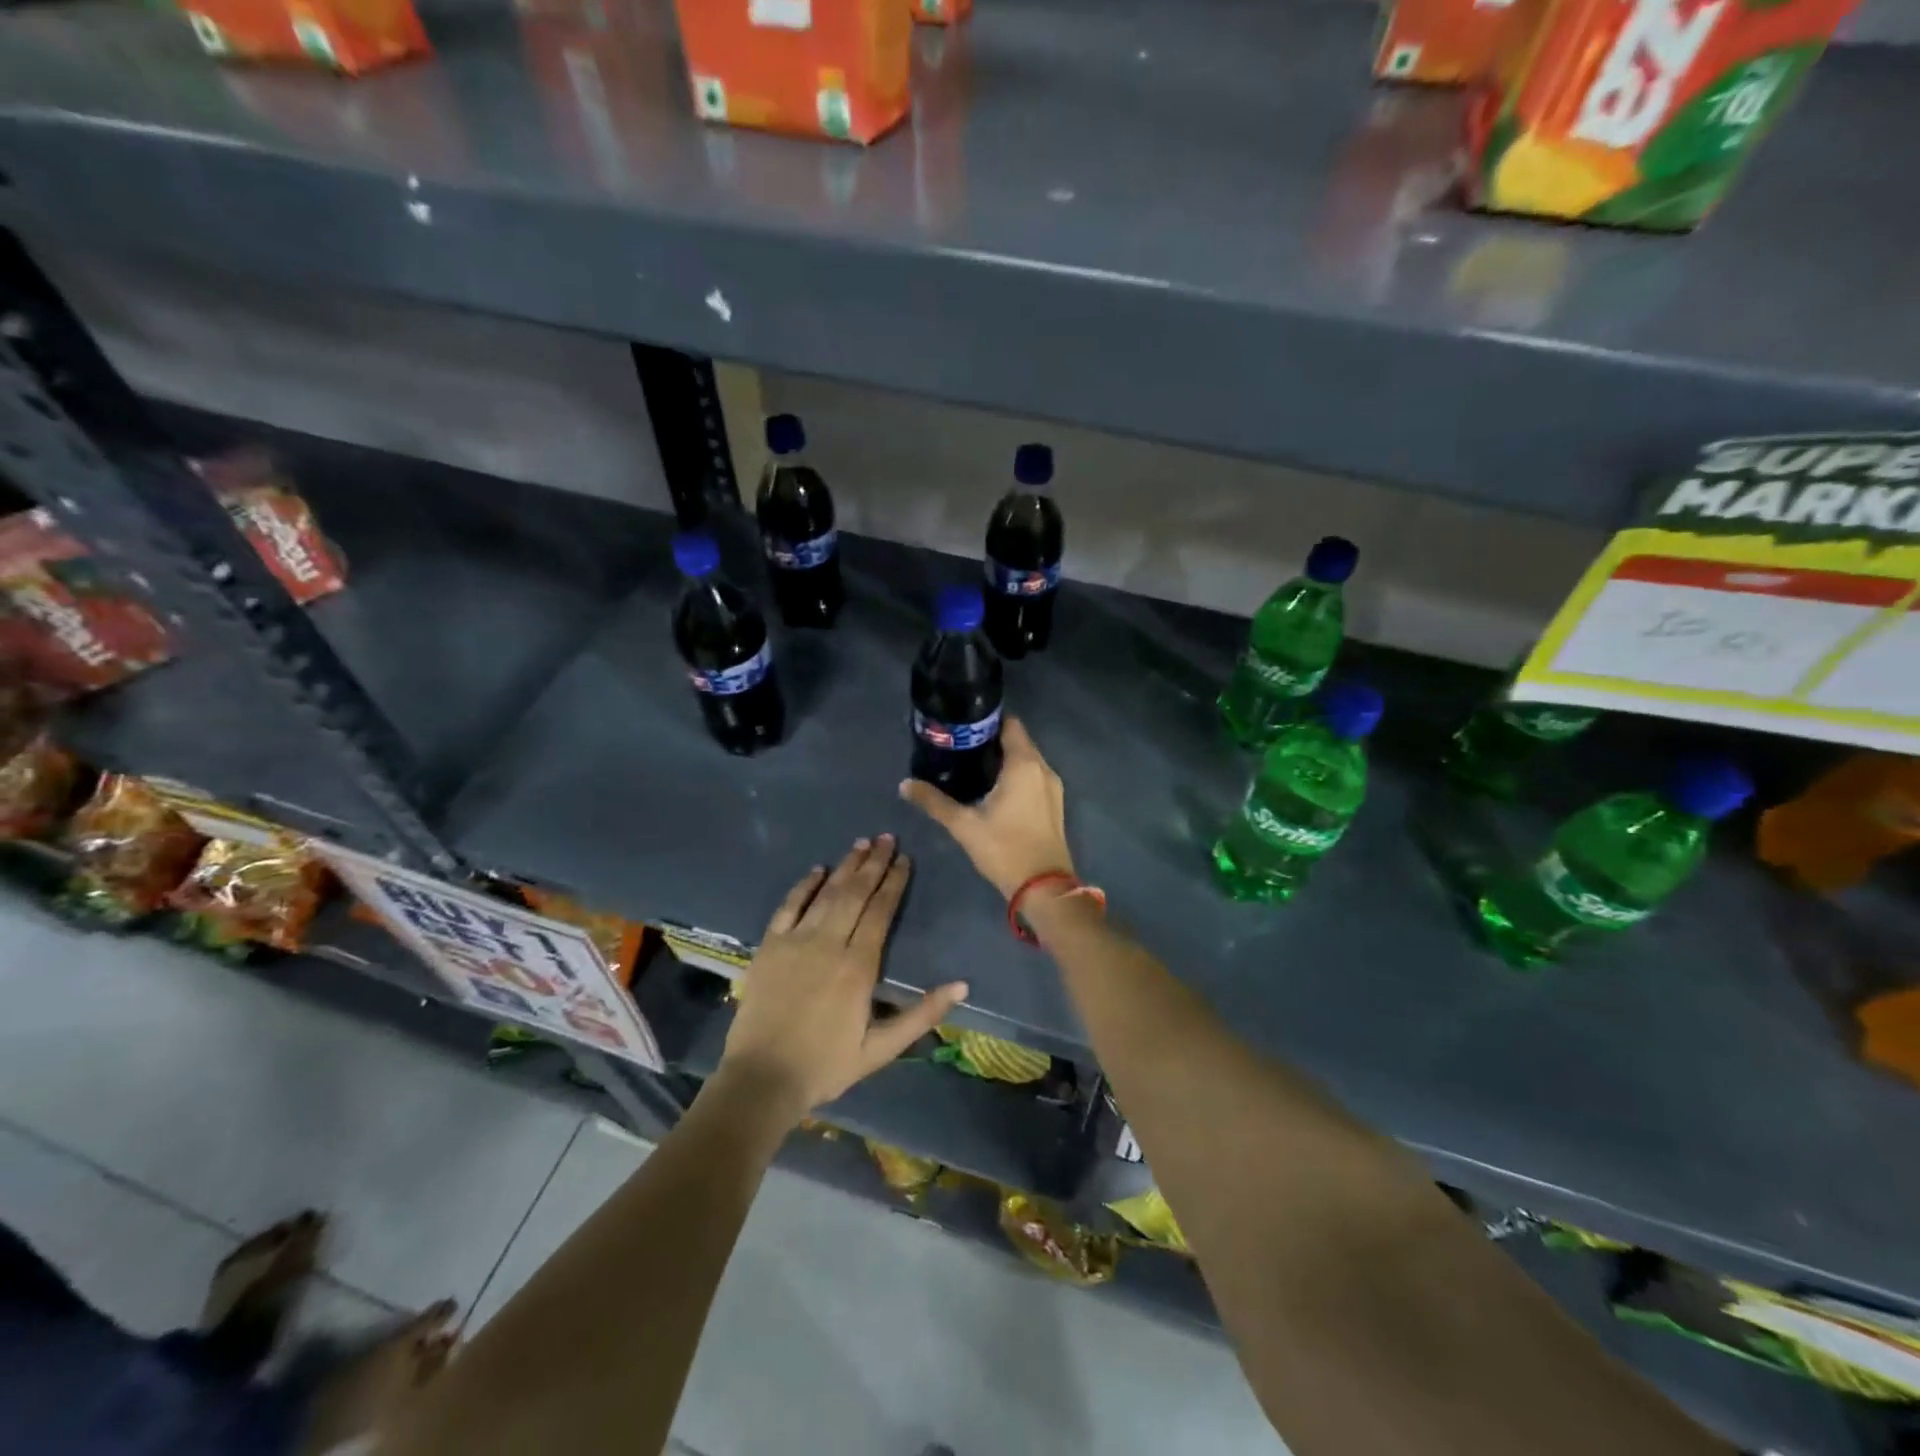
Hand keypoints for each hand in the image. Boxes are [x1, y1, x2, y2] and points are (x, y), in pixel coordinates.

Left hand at [719, 835, 967, 1122]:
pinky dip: (804, 885)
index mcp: (858, 966)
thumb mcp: (881, 1049)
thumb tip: (962, 985)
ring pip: (826, 893)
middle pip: (855, 893)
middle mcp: (828, 943)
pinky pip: (789, 906)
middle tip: (887, 838)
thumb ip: (922, 1014)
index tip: (904, 859)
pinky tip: (817, 870)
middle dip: (873, 864)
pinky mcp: (769, 946)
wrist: (762, 1079)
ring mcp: (795, 941)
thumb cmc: (826, 1065)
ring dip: (845, 866)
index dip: (893, 883)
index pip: (880, 912)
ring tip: (862, 843)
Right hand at [899, 717, 1073, 899]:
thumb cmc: (1004, 848)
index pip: (1010, 725)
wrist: (1044, 887)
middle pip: (1018, 741)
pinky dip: (1016, 776)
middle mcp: (1043, 768)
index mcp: (1024, 764)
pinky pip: (1034, 777)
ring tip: (973, 767)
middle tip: (961, 747)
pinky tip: (994, 790)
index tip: (964, 725)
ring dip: (1004, 760)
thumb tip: (904, 784)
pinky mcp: (1054, 804)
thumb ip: (934, 801)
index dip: (987, 721)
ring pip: (1027, 761)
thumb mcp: (964, 825)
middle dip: (992, 741)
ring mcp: (1053, 787)